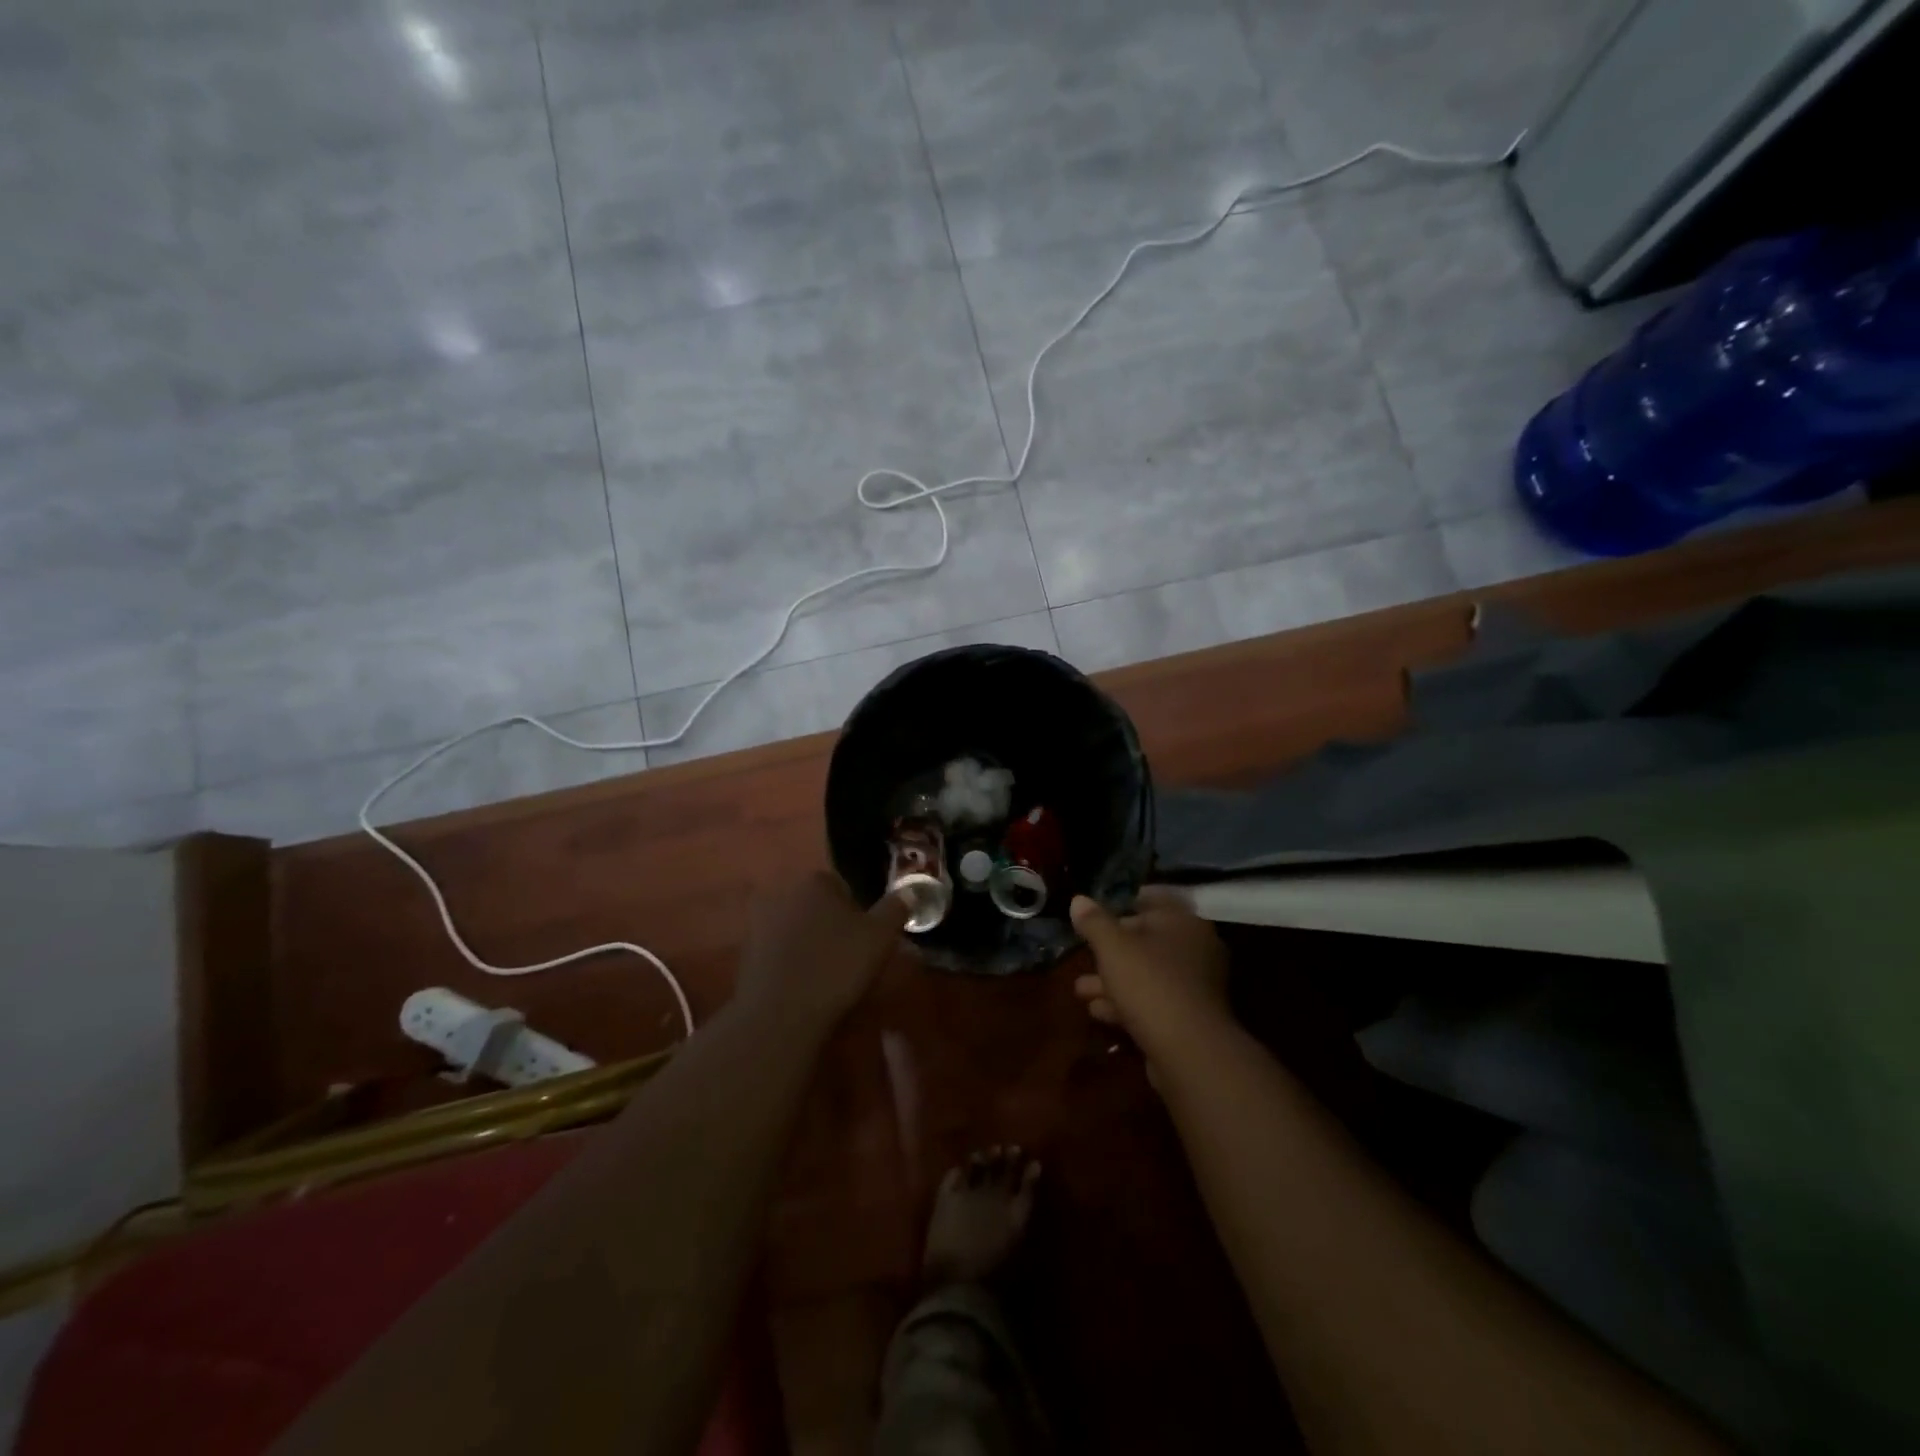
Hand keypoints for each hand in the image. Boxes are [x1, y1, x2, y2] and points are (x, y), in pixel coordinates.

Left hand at [736, 872, 910, 1030]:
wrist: (781, 1014)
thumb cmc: (836, 965)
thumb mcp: (880, 936)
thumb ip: (896, 908)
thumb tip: (911, 889)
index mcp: (814, 880)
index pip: (842, 885)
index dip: (858, 911)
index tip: (867, 937)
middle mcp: (782, 892)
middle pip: (817, 905)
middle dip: (832, 925)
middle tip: (851, 956)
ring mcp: (758, 923)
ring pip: (797, 928)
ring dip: (811, 944)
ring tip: (829, 975)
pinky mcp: (745, 954)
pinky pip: (779, 951)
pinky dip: (792, 963)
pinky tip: (805, 986)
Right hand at [1071, 887, 1231, 1061]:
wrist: (1189, 1051)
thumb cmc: (1150, 983)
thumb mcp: (1112, 947)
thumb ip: (1094, 922)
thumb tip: (1078, 900)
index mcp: (1183, 922)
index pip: (1152, 900)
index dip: (1122, 902)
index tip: (1095, 912)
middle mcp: (1195, 949)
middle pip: (1147, 940)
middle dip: (1111, 950)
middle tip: (1083, 954)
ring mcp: (1194, 986)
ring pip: (1147, 974)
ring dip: (1113, 980)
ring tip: (1080, 989)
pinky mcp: (1189, 1018)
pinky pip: (1153, 1001)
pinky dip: (1126, 1003)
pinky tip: (1098, 1011)